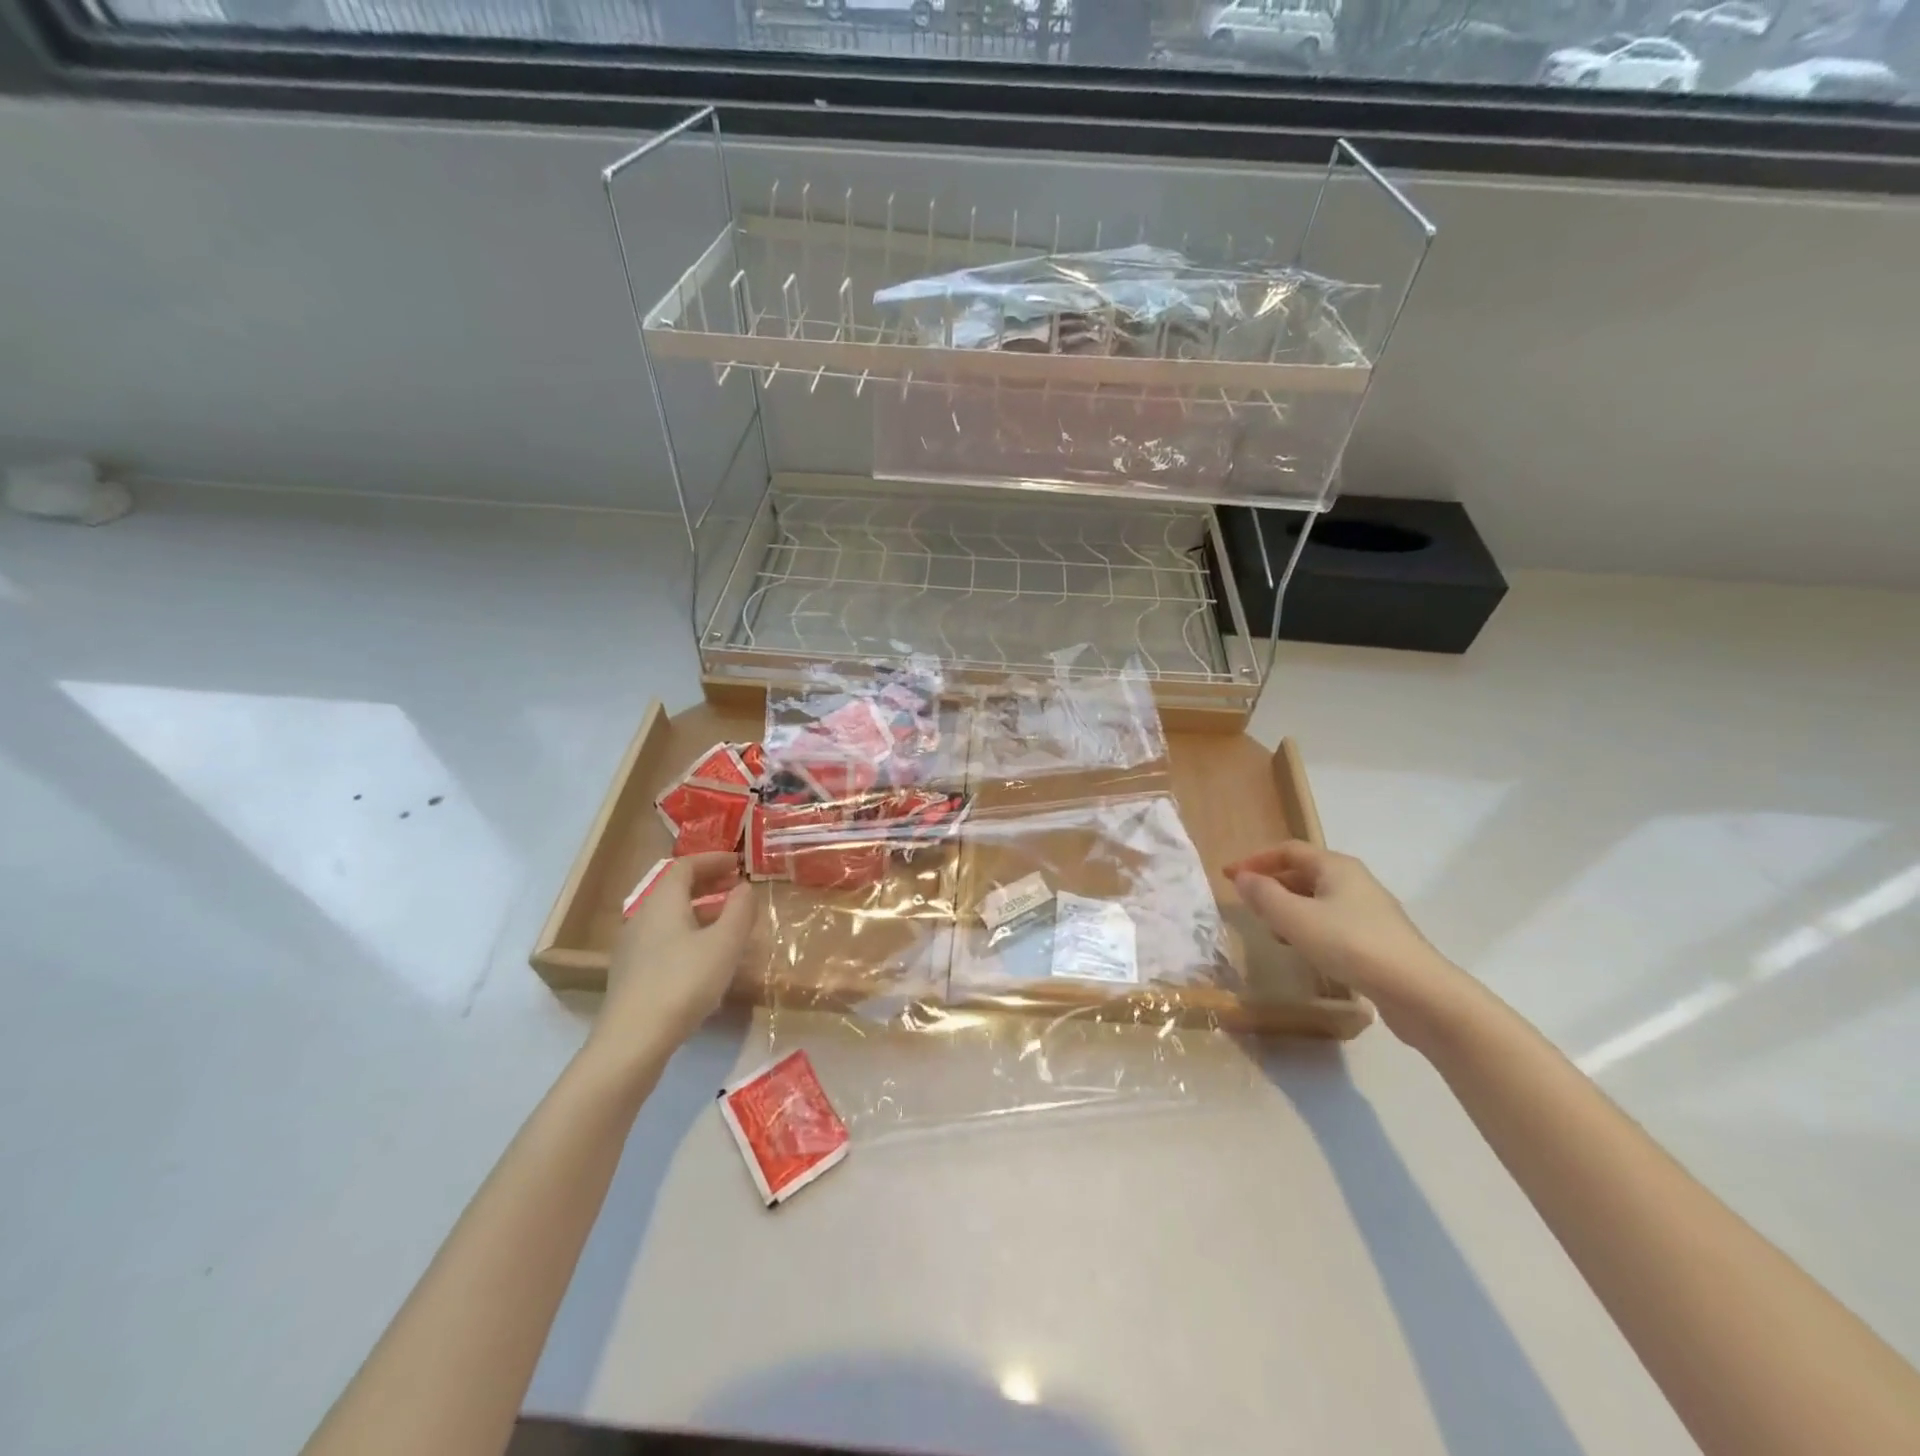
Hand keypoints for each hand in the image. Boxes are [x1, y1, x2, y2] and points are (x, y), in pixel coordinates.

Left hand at [589, 852, 755, 1069]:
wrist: (632, 1041)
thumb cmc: (684, 982)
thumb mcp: (725, 944)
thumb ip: (740, 911)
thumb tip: (745, 887)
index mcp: (662, 901)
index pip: (685, 866)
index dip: (712, 860)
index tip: (737, 862)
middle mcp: (642, 916)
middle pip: (675, 889)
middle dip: (707, 883)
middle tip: (736, 887)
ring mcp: (633, 947)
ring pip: (670, 916)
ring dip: (700, 910)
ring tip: (728, 921)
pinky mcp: (632, 973)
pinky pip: (664, 938)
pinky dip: (689, 933)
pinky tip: (706, 956)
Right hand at [1226, 841, 1477, 1045]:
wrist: (1418, 992)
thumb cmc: (1350, 944)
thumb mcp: (1295, 919)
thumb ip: (1264, 896)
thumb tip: (1242, 878)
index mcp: (1335, 866)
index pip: (1288, 850)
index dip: (1255, 860)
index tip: (1230, 877)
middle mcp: (1354, 881)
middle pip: (1303, 873)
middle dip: (1272, 885)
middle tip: (1248, 904)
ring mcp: (1369, 910)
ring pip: (1317, 899)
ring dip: (1289, 908)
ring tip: (1270, 930)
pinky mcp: (1377, 939)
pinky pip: (1332, 922)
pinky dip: (1308, 927)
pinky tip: (1303, 950)